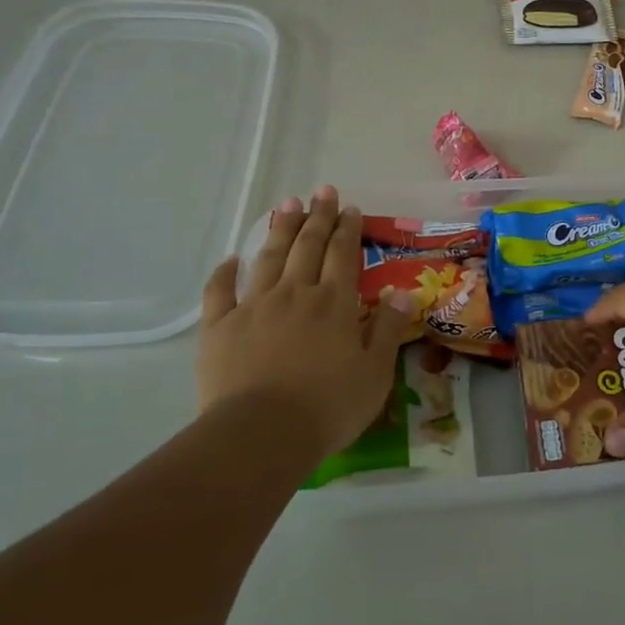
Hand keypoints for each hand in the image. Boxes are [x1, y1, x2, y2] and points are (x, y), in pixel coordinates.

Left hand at [196, 186, 418, 459]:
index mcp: (334, 303)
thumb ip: (388, 329)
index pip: (343, 254)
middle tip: (322, 191)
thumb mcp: (375, 372)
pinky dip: (226, 272)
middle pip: (308, 246)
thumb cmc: (328, 406)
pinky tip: (231, 259)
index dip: (348, 229)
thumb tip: (403, 293)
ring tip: (287, 204)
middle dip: (318, 217)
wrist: (262, 433)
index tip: (350, 207)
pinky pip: (220, 290)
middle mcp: (296, 293)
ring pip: (270, 257)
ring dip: (280, 229)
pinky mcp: (220, 326)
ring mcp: (255, 306)